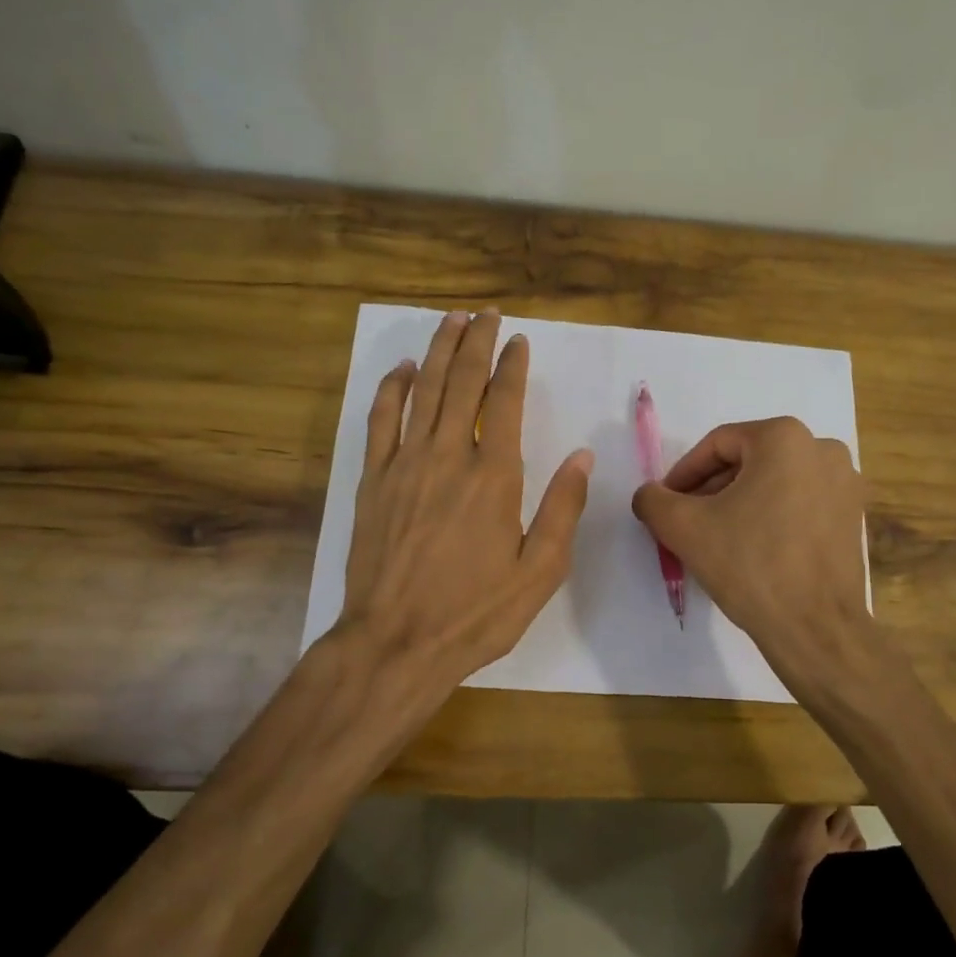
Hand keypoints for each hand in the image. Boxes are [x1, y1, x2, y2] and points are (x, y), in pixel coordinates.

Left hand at [340, 309, 592, 717]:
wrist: (395, 643)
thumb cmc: (475, 613)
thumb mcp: (540, 571)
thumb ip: (563, 508)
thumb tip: (582, 456)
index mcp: (493, 477)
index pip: (503, 402)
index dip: (511, 366)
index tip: (518, 340)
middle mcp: (447, 457)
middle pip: (461, 382)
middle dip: (475, 341)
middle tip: (485, 313)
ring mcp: (404, 465)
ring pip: (422, 390)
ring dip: (438, 351)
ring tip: (451, 320)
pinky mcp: (373, 481)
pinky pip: (380, 420)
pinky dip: (392, 388)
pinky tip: (403, 369)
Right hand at [631, 417, 868, 670]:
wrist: (815, 627)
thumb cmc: (750, 565)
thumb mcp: (684, 527)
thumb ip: (653, 500)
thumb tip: (649, 495)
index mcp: (785, 438)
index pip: (718, 445)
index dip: (684, 474)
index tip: (668, 504)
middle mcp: (822, 449)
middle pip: (748, 461)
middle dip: (712, 490)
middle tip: (688, 522)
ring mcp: (845, 484)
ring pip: (775, 483)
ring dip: (740, 504)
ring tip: (717, 538)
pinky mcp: (853, 517)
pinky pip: (800, 504)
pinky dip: (772, 517)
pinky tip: (752, 550)